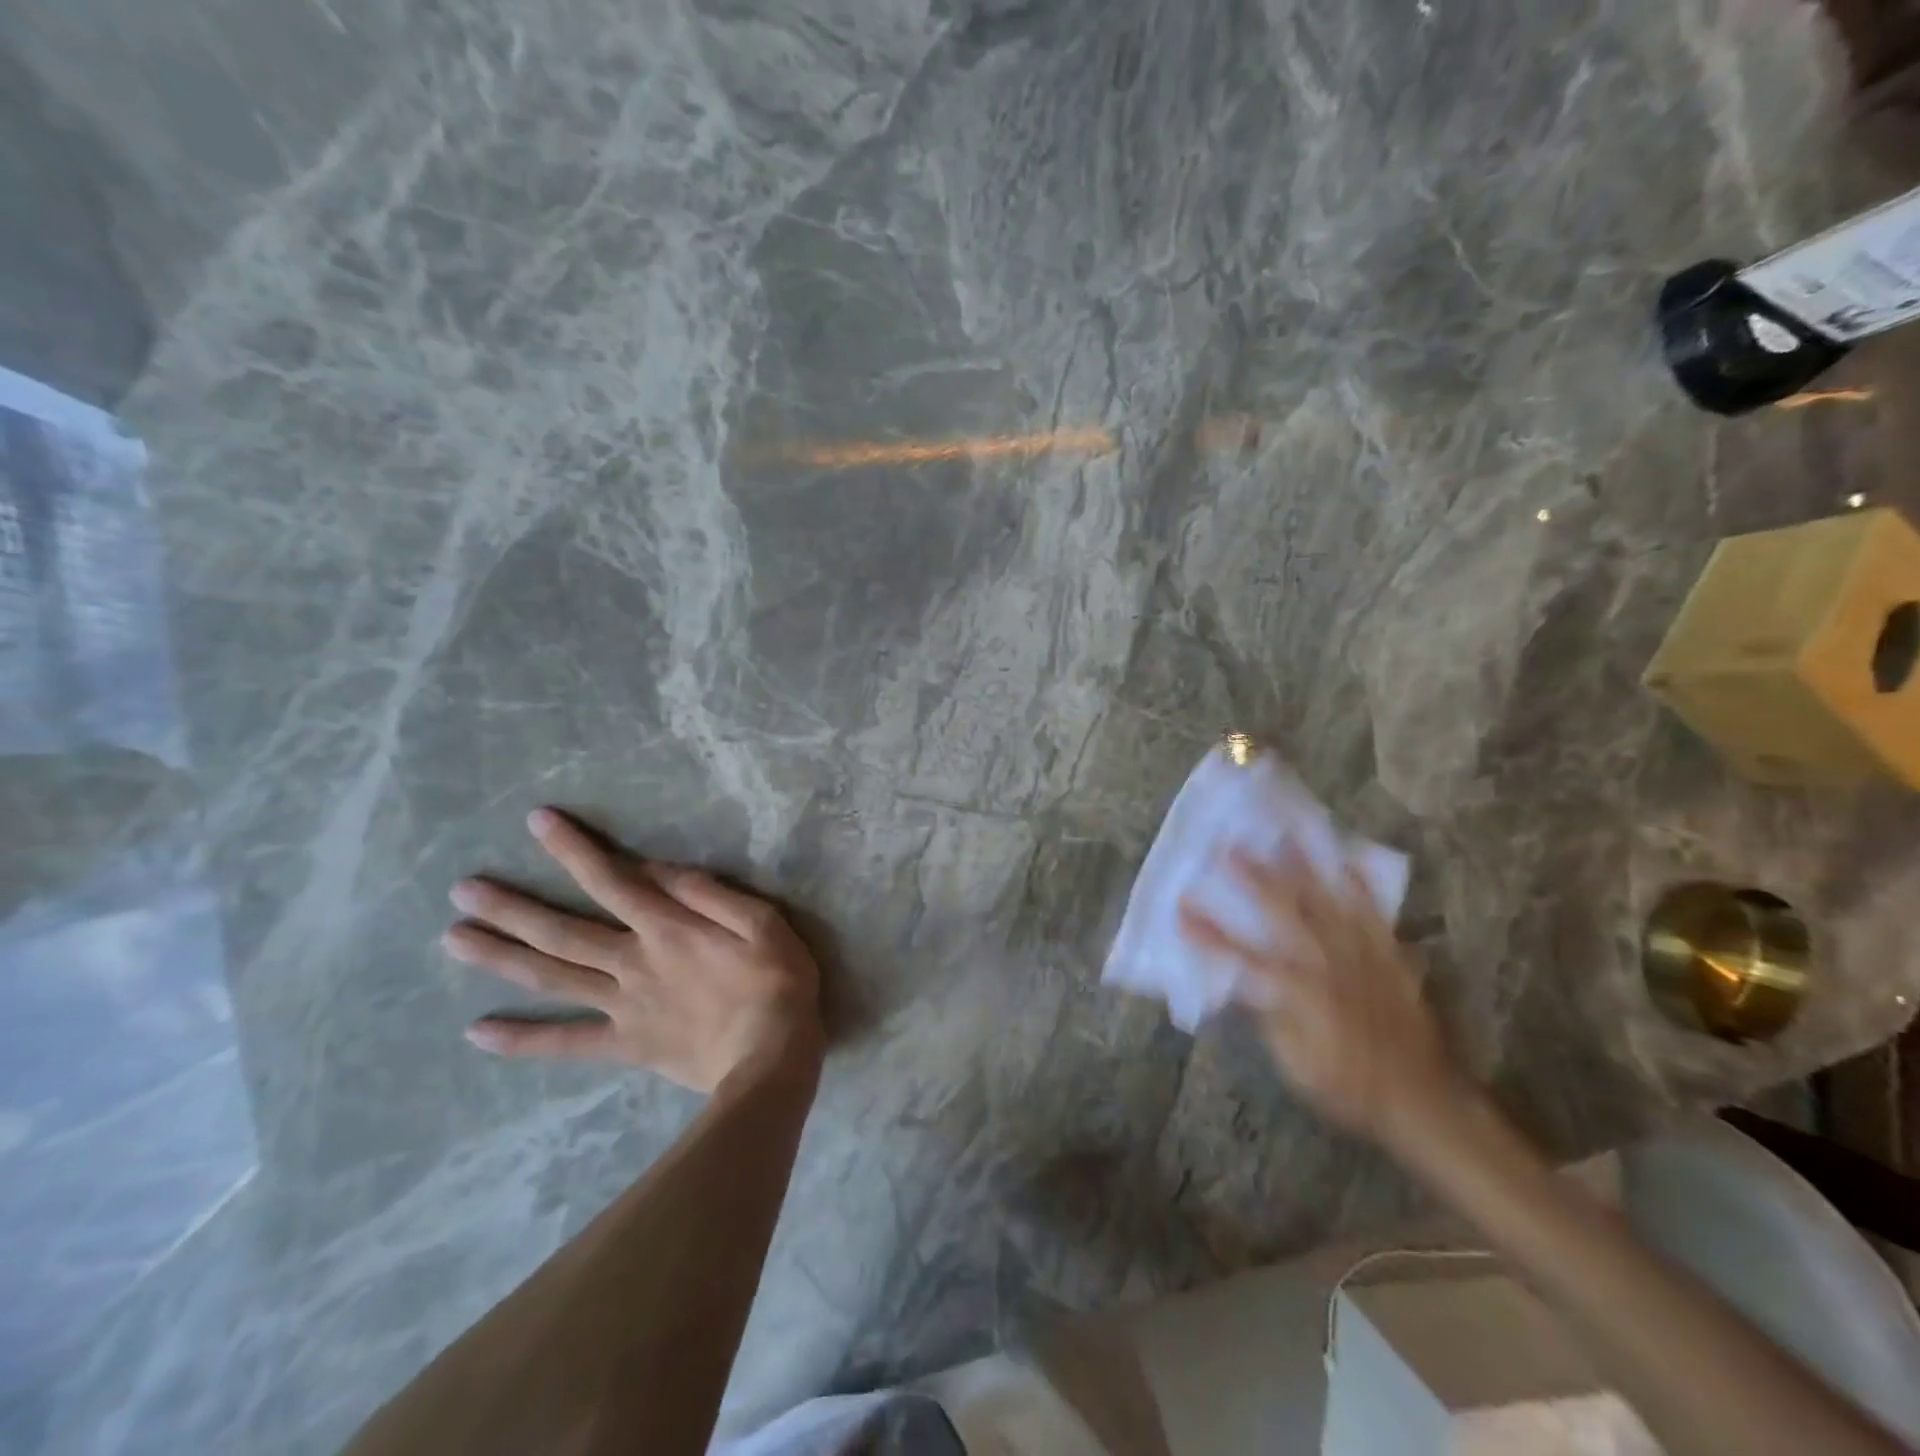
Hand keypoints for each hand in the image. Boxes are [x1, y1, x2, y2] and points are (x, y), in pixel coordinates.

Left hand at [442, 808, 822, 1090]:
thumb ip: (710, 893)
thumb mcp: (763, 922)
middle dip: (512, 908)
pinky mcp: (625, 1044)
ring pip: (553, 978)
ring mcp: (623, 1006)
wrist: (772, 1058)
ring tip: (453, 939)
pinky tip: (478, 1032)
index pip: (611, 880)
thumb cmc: (776, 982)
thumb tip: (661, 869)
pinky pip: (566, 1042)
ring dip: (501, 958)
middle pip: (562, 932)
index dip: (573, 849)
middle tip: (462, 891)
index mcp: (668, 929)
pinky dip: (522, 1039)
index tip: (537, 823)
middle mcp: (633, 962)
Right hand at [1178, 845, 1459, 1144]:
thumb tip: (1242, 984)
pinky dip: (1361, 887)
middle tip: (1230, 847)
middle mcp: (1326, 965)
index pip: (1240, 955)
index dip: (1207, 931)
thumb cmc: (1347, 1086)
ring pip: (1327, 903)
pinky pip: (1374, 915)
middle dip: (1254, 879)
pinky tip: (1348, 861)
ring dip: (1303, 868)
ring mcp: (1360, 956)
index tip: (1180, 907)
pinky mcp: (1387, 956)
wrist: (1421, 1098)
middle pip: (1284, 913)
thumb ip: (1268, 1016)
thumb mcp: (1294, 1063)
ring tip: (1284, 836)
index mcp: (1296, 992)